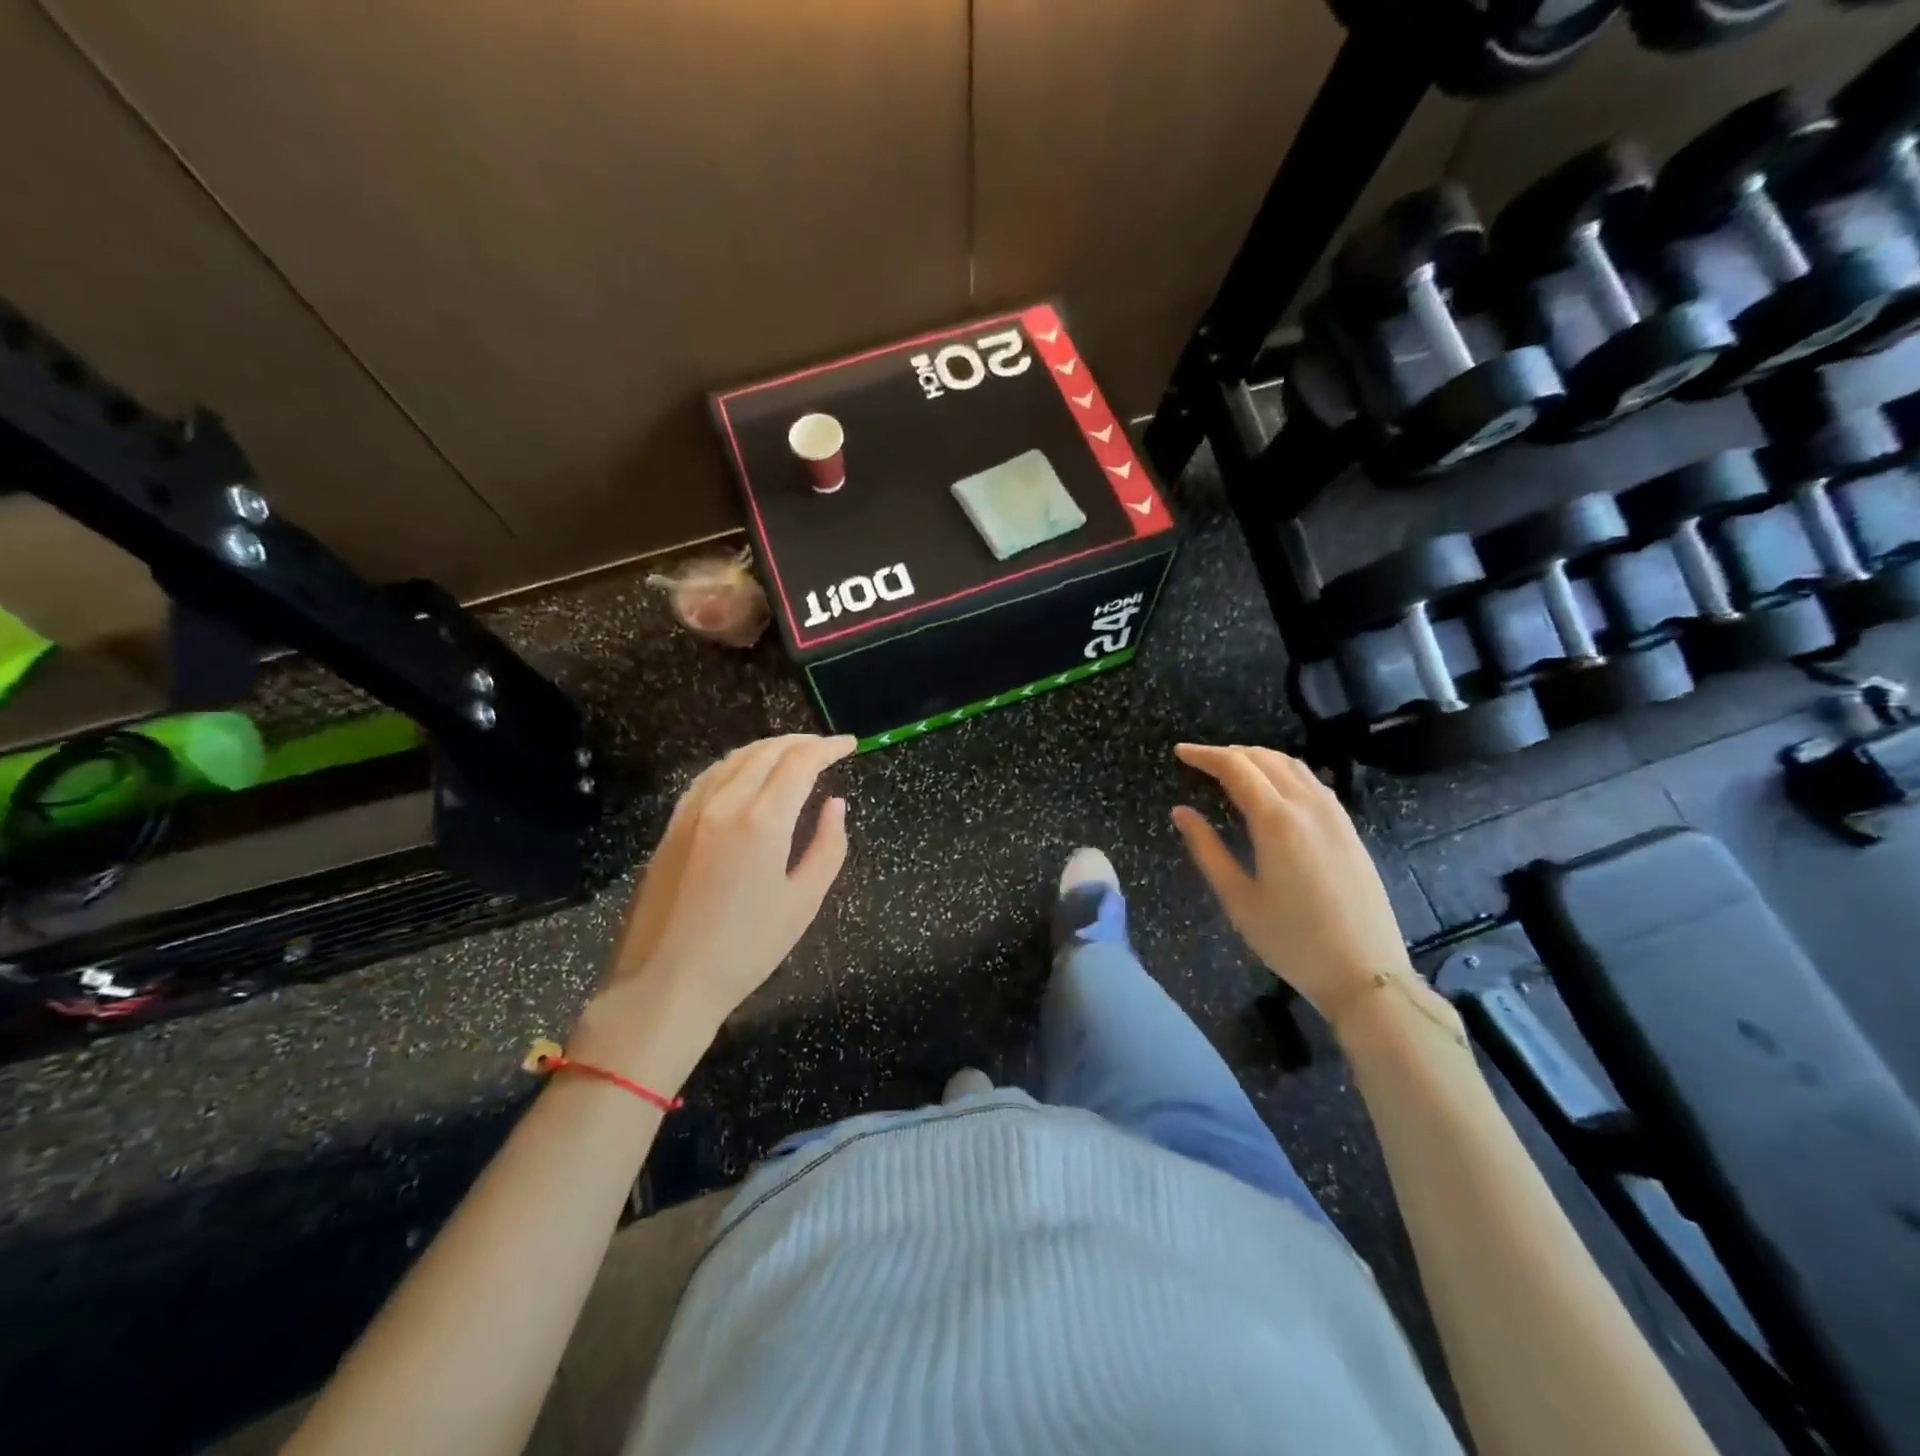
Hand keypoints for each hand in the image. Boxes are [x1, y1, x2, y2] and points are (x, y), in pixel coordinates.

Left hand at [572, 734, 854, 1086]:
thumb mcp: (803, 902)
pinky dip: (736, 765)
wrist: (666, 983)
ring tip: (792, 754)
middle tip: (827, 747)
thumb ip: (827, 845)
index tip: (850, 744)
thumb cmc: (746, 949)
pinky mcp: (671, 828)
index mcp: (761, 820)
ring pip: (733, 760)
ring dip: (768, 749)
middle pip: (765, 752)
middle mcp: (724, 803)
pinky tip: (745, 775)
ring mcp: (691, 813)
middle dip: (800, 742)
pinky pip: (708, 778)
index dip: (827, 748)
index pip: (799, 763)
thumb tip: (835, 804)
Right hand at [1171, 743, 1414, 1029]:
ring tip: (1231, 768)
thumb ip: (1207, 849)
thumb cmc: (1292, 940)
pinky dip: (1283, 772)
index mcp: (1277, 821)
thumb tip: (1181, 812)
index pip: (1236, 768)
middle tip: (1199, 761)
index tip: (1180, 752)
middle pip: (1265, 758)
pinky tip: (1272, 788)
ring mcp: (1335, 815)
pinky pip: (1311, 782)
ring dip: (1257, 758)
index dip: (1205, 755)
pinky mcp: (1349, 829)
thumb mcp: (1238, 899)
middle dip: (1228, 753)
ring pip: (1292, 765)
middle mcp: (1308, 806)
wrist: (1366, 973)